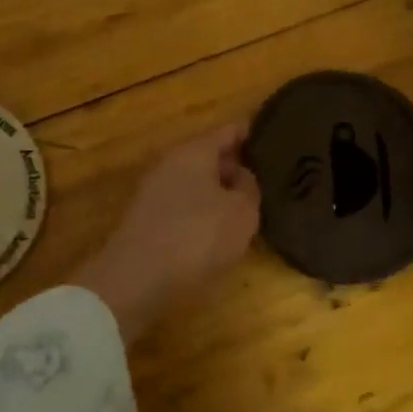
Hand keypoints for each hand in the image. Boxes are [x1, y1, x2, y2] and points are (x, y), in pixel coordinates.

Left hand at [72, 124, 261, 342]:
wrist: (137, 280)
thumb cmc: (197, 236)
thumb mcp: (242, 211)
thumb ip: (249, 187)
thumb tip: (241, 177)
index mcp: (194, 151)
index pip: (229, 131)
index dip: (252, 133)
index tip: (275, 138)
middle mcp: (170, 164)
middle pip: (210, 157)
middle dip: (236, 166)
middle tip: (267, 178)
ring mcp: (154, 193)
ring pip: (196, 184)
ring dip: (219, 193)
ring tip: (249, 208)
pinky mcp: (147, 222)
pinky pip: (184, 208)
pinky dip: (203, 214)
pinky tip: (219, 232)